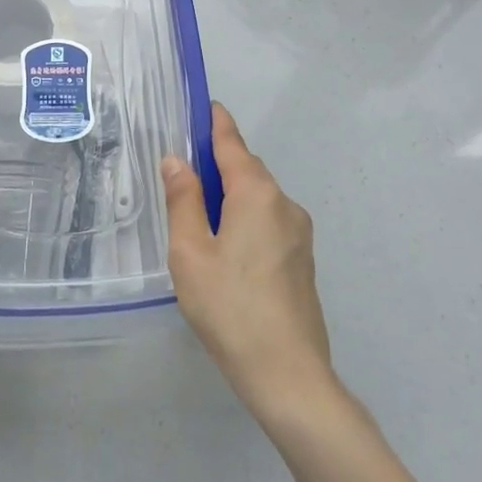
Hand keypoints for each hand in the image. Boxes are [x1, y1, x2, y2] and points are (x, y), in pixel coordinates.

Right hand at [162, 103, 333, 419]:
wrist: (289, 375)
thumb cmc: (230, 307)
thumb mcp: (190, 252)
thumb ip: (183, 200)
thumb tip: (177, 160)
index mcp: (257, 194)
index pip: (232, 143)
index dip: (216, 123)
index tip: (205, 105)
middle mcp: (284, 204)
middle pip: (247, 170)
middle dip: (218, 164)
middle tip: (184, 173)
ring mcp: (300, 234)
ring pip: (259, 199)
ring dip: (231, 196)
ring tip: (199, 220)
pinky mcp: (303, 261)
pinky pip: (269, 223)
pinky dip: (246, 219)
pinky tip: (226, 250)